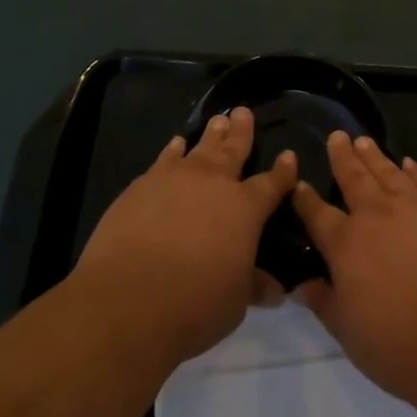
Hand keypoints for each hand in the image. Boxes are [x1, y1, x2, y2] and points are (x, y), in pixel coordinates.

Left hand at [70, 107, 296, 369]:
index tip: (289, 156)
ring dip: (211, 134)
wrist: (127, 300)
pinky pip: (165, 159)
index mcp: (246, 209)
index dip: (283, 171)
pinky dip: (173, 150)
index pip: (272, 183)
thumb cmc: (194, 304)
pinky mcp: (143, 186)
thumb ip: (253, 285)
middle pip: (234, 150)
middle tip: (244, 112)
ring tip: (219, 120)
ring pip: (200, 148)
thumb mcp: (235, 302)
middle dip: (243, 132)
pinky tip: (176, 144)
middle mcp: (215, 184)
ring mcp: (176, 179)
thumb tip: (275, 289)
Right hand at [292, 132, 416, 412]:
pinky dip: (412, 169)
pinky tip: (407, 163)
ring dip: (373, 155)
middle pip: (353, 178)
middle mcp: (376, 215)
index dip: (305, 199)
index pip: (317, 214)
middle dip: (342, 156)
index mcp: (345, 244)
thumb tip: (300, 285)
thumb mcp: (349, 332)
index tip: (297, 183)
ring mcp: (413, 206)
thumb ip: (324, 302)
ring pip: (387, 172)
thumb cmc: (399, 344)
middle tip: (337, 136)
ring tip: (364, 140)